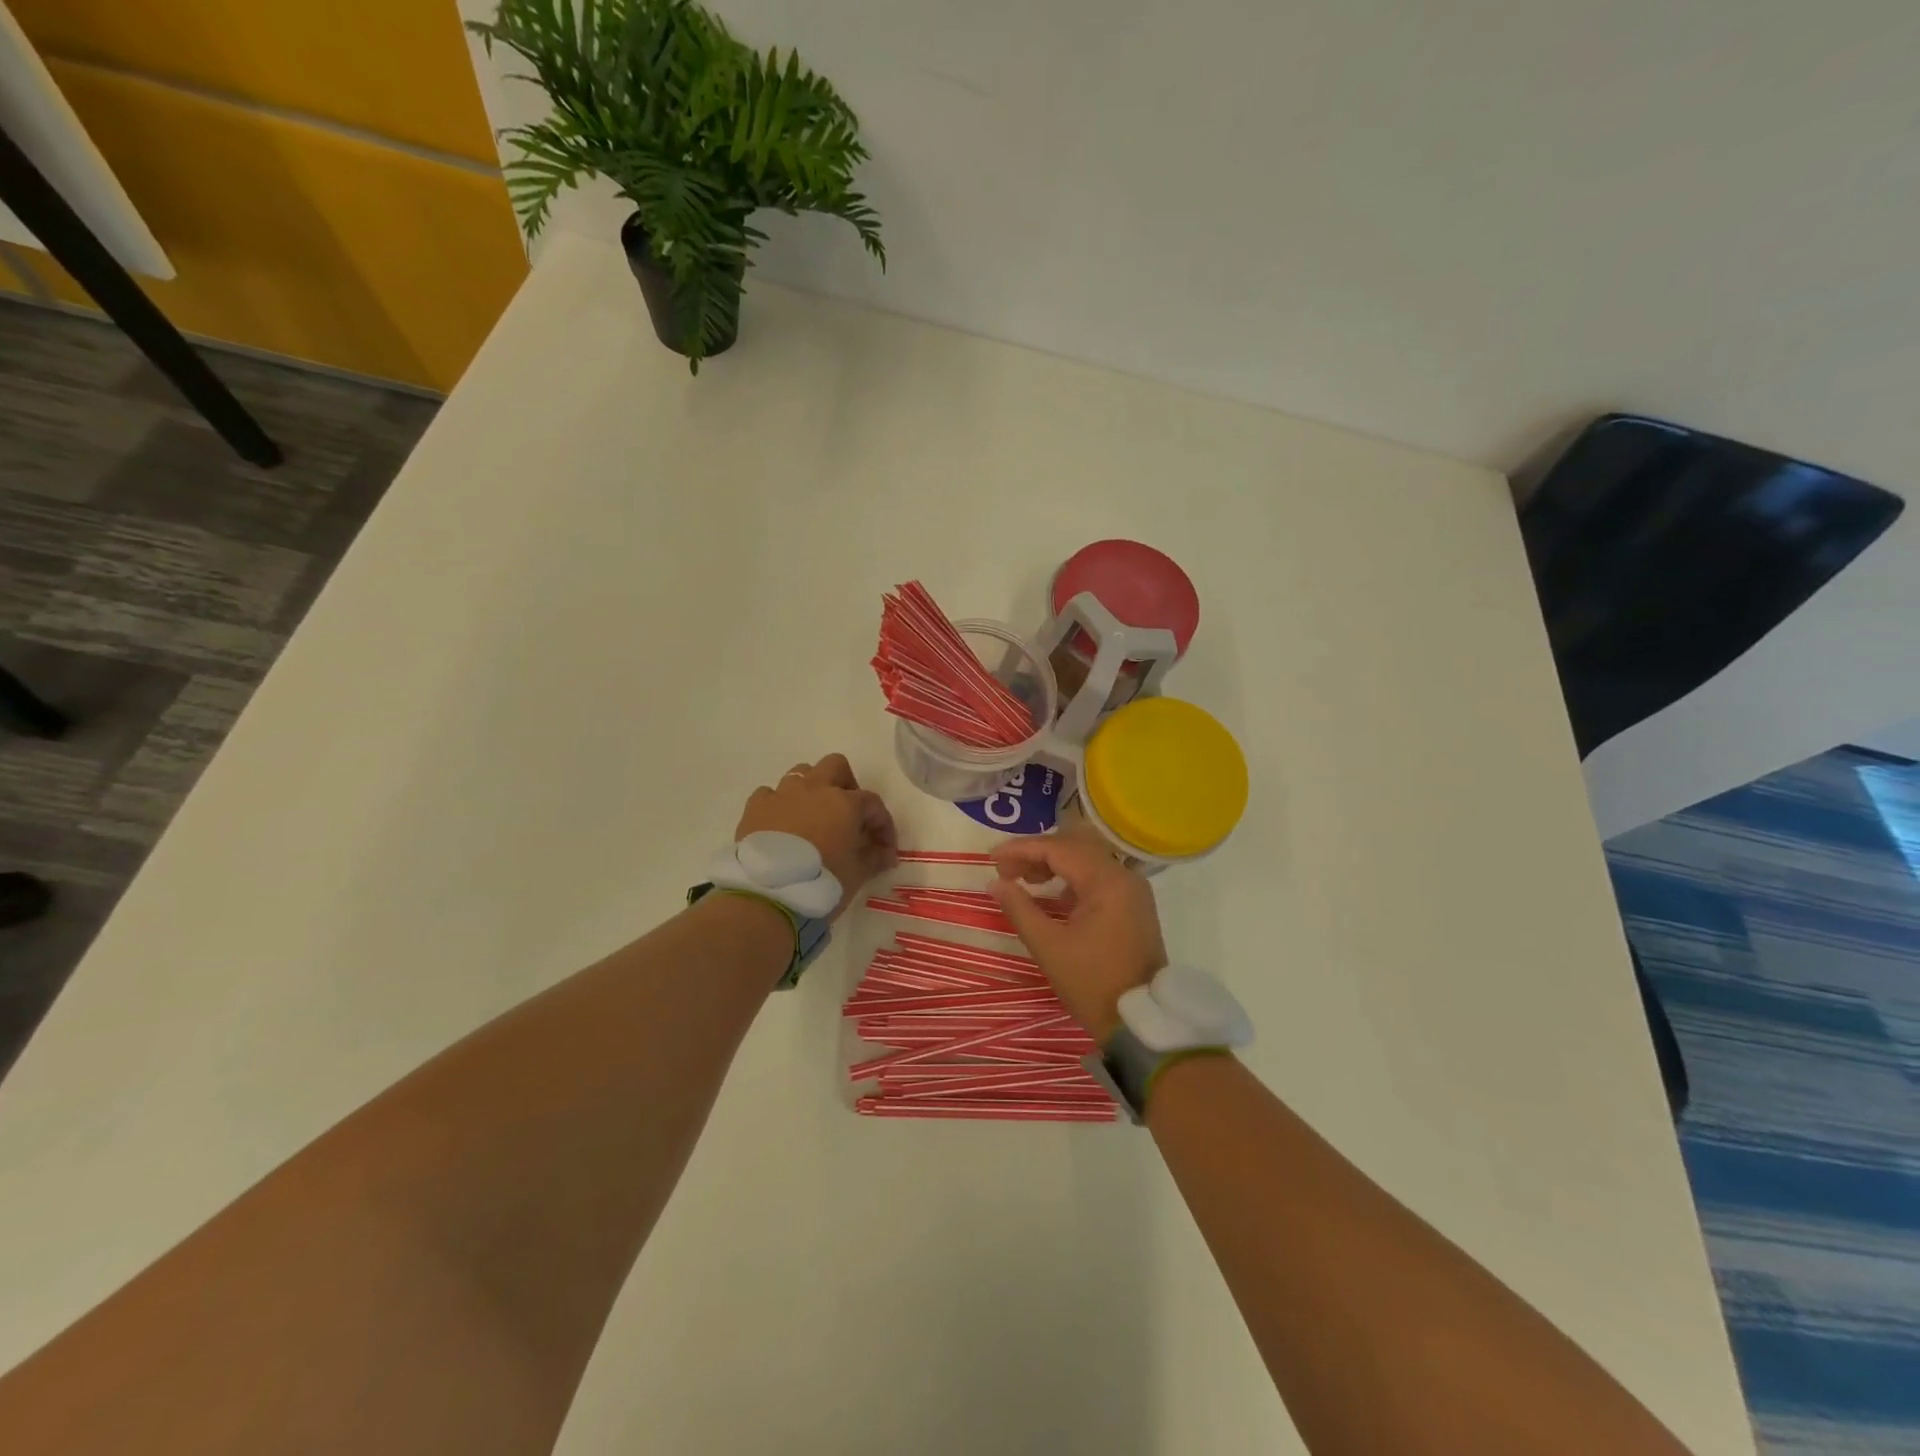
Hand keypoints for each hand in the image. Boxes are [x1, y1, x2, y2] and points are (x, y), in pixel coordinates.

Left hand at [736, 754, 898, 919]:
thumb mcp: (856, 875)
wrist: (767, 896)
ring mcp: (782, 794)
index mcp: (844, 803)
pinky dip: (780, 805)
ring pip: (802, 774)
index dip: (883, 824)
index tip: (884, 848)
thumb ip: (875, 858)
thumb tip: (887, 854)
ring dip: (812, 790)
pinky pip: (771, 794)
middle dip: (846, 785)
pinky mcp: (755, 807)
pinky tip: (782, 826)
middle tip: (848, 814)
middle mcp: (814, 789)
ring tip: (813, 818)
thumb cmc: (821, 883)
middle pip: (836, 766)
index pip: (873, 803)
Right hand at [988, 831, 1165, 1042]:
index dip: (1022, 849)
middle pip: (1074, 848)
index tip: (992, 858)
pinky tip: (1052, 896)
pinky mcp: (1134, 906)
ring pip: (1087, 861)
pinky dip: (1072, 880)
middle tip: (1005, 869)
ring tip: (1023, 880)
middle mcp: (1124, 877)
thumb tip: (995, 883)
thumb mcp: (1048, 947)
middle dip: (1037, 854)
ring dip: (1054, 864)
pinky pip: (1098, 878)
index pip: (1059, 849)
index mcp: (1106, 882)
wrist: (1139, 1023)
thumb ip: (1019, 908)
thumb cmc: (1091, 983)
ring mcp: (1132, 891)